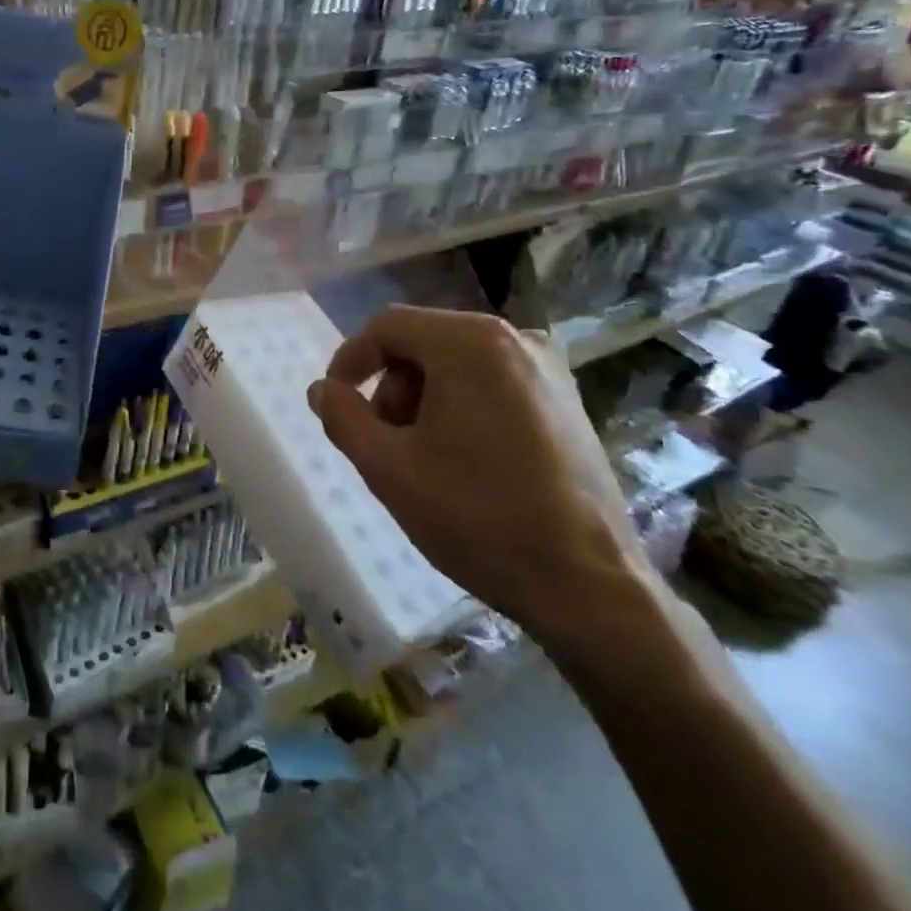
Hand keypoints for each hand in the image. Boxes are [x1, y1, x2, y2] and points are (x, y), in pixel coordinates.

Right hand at [306, 307, 645, 644]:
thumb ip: (343, 417)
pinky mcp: (567, 399)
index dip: (351, 360)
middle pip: (423, 342)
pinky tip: (462, 460)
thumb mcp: (388, 468)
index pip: (388, 327)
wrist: (587, 583)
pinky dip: (461, 406)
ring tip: (422, 458)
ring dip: (423, 399)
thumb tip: (322, 389)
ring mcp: (548, 368)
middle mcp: (515, 338)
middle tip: (383, 442)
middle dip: (391, 387)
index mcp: (471, 343)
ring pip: (457, 363)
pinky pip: (492, 383)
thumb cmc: (478, 517)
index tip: (335, 403)